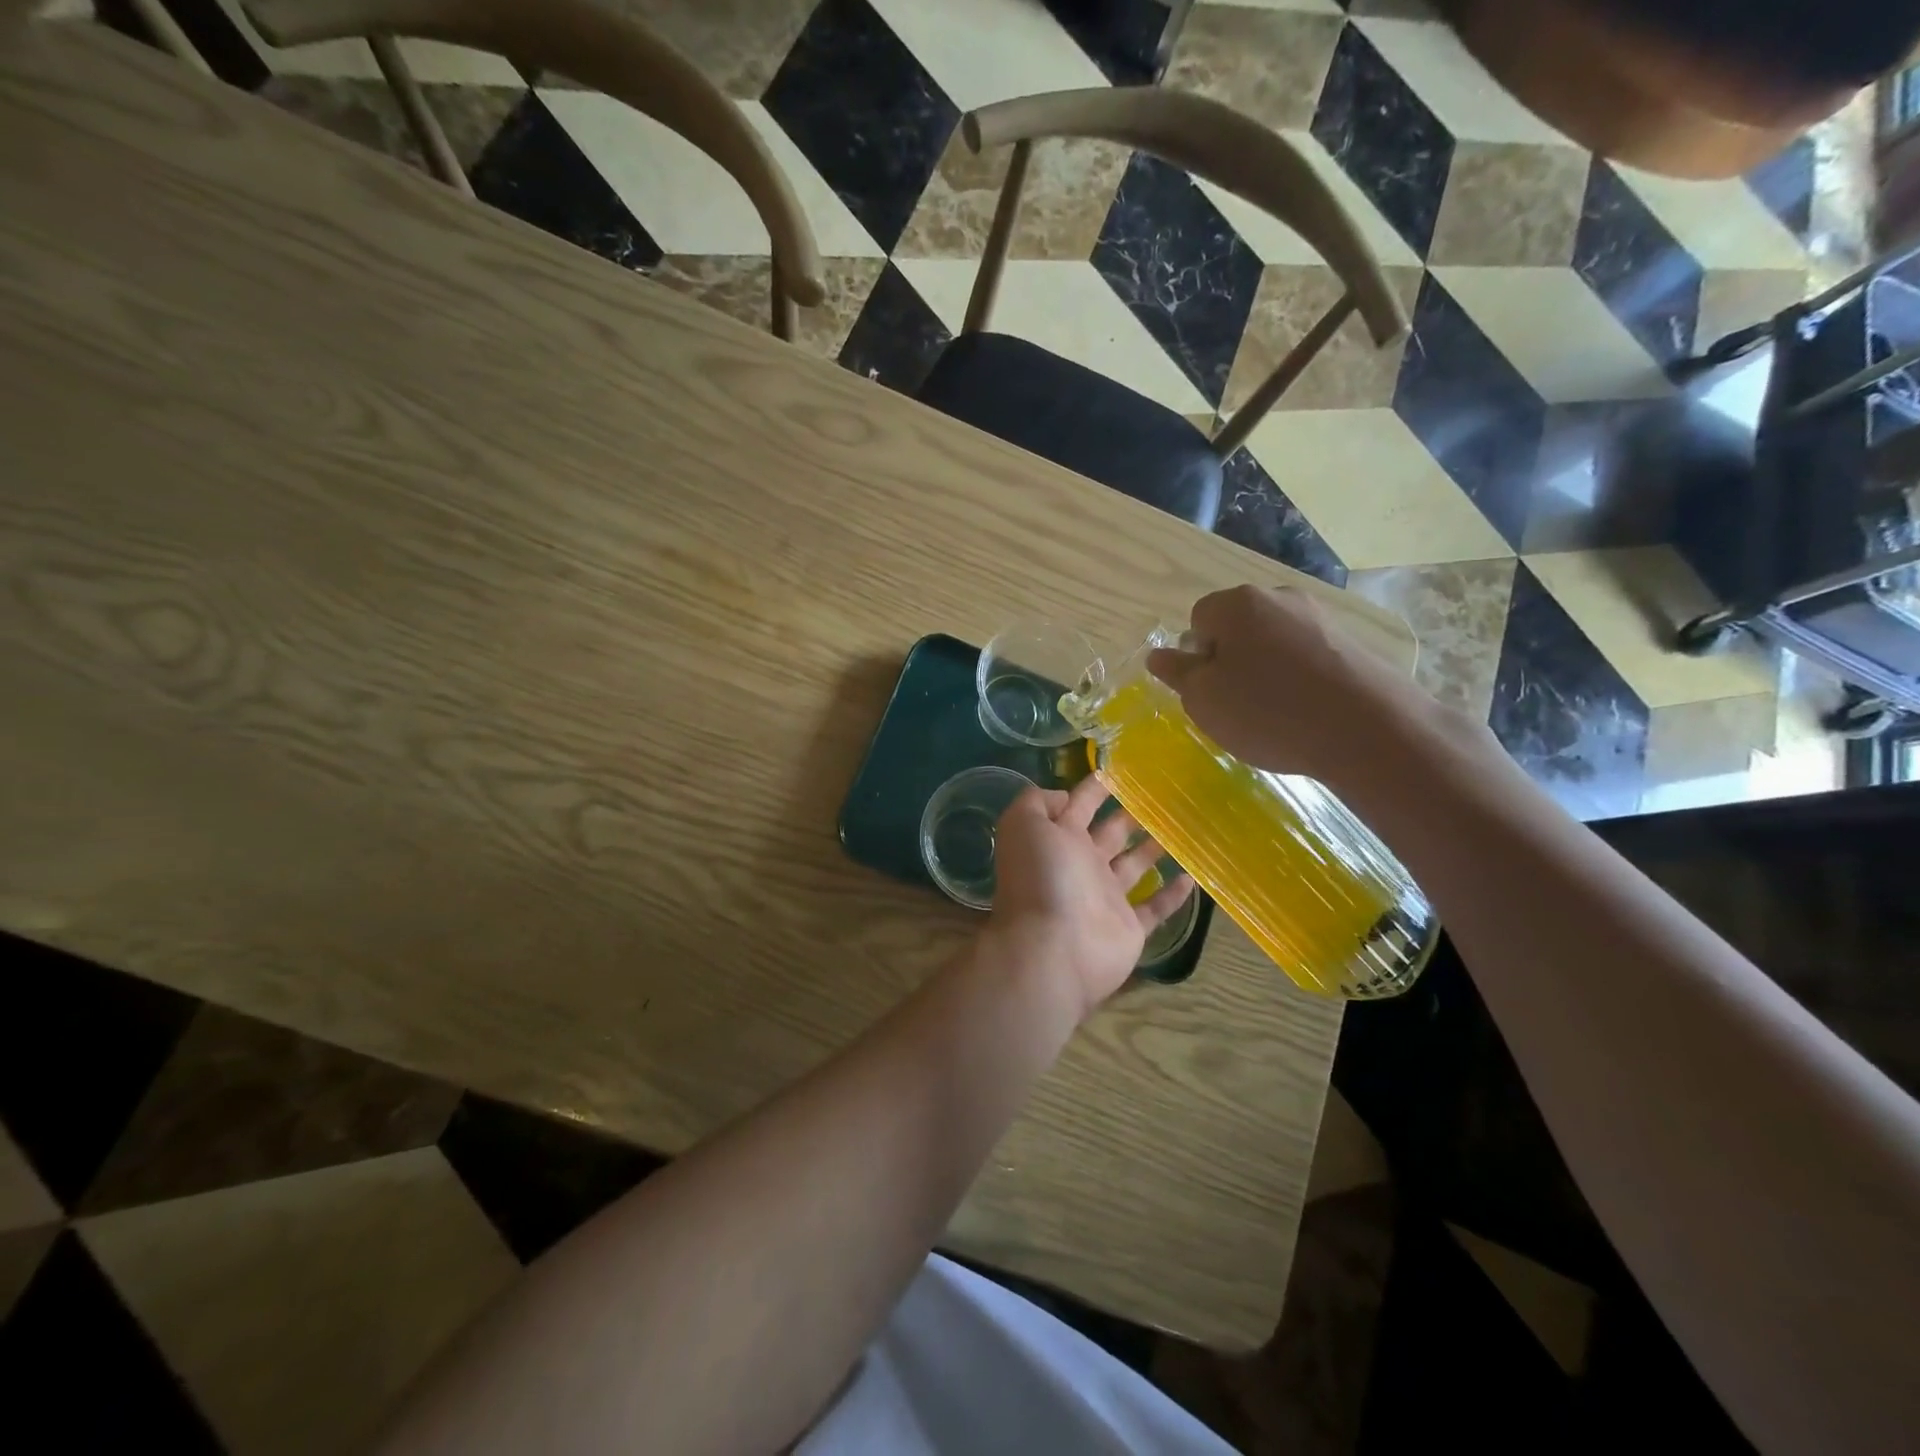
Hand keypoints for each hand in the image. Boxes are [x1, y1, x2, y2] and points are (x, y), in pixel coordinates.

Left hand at [986, 773, 1194, 1018]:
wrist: (1052, 949)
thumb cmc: (1041, 879)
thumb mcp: (1024, 824)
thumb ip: (1038, 802)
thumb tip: (1066, 796)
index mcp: (1057, 839)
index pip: (1077, 805)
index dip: (1095, 787)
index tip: (1122, 768)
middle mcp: (1081, 864)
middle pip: (1109, 834)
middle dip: (1129, 815)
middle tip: (1162, 795)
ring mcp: (1106, 898)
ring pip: (1134, 866)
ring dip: (1154, 848)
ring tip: (1183, 826)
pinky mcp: (1129, 928)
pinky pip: (1156, 908)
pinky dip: (1173, 894)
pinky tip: (1193, 874)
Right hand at [1145, 584, 1440, 783]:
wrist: (1369, 730)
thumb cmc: (1268, 711)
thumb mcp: (1204, 700)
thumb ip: (1178, 674)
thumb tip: (1159, 655)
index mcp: (1236, 604)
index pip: (1198, 619)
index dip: (1197, 656)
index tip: (1209, 690)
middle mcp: (1278, 597)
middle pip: (1237, 626)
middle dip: (1231, 660)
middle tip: (1236, 704)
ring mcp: (1320, 617)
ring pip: (1273, 642)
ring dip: (1265, 670)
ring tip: (1275, 713)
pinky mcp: (1351, 642)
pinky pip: (1306, 656)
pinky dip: (1298, 679)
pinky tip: (1307, 711)